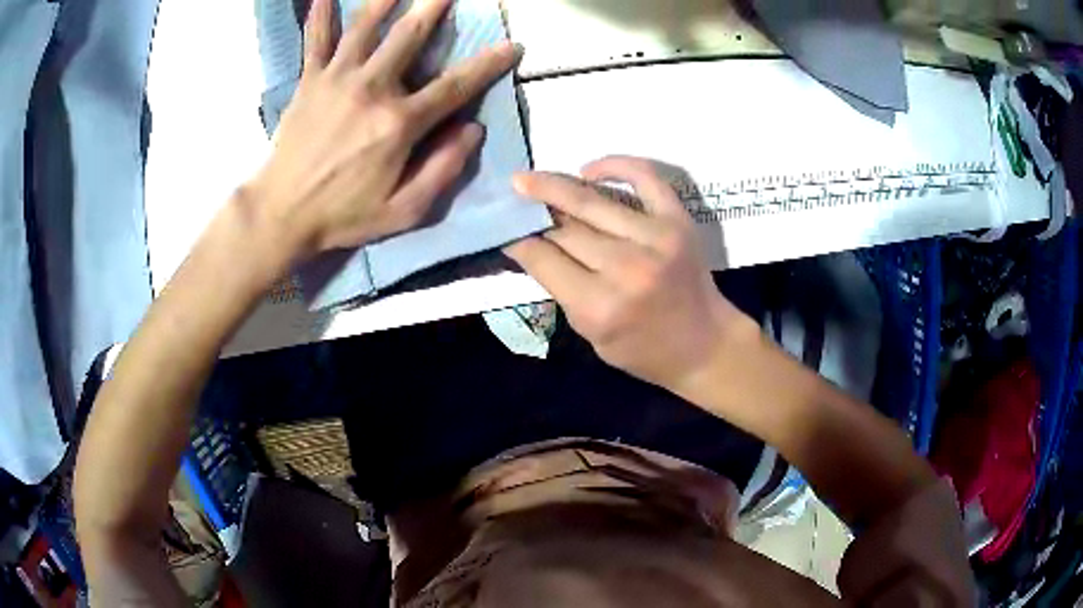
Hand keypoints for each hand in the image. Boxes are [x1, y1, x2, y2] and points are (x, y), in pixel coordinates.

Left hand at [245, 0, 515, 260]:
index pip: (455, 86)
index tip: (512, 46)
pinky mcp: (309, 82)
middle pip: (409, 36)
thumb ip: (442, 170)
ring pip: (366, 27)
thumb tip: (473, 130)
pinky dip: (319, 15)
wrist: (281, 214)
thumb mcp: (404, 211)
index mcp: (399, 123)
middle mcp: (371, 89)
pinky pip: (315, 41)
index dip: (488, 64)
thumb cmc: (343, 215)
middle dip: (434, 6)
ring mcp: (337, 80)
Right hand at [506, 156, 756, 393]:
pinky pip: (644, 177)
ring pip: (592, 201)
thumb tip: (530, 245)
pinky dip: (615, 165)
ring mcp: (656, 238)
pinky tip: (588, 170)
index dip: (518, 241)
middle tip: (511, 196)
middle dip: (533, 212)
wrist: (704, 344)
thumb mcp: (590, 333)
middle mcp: (626, 268)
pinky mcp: (678, 220)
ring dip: (555, 185)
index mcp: (599, 306)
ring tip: (528, 178)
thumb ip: (560, 288)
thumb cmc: (643, 350)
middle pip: (564, 228)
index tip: (504, 229)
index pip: (543, 258)